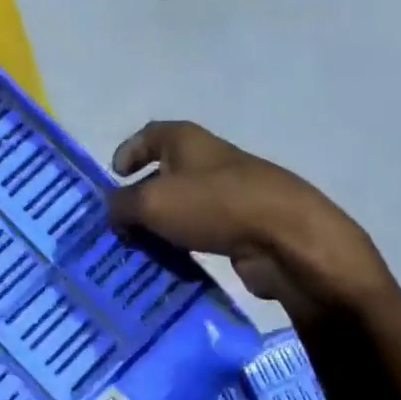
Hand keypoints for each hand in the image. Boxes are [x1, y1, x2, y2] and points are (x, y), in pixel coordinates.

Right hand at [109, 120, 390, 317]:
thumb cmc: (212, 205)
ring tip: (138, 250)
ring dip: (160, 226)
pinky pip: (201, 233)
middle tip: (118, 224)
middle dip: (140, 197)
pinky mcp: (242, 227)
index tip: (115, 176)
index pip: (150, 134)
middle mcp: (208, 161)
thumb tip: (115, 213)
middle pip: (165, 173)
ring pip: (183, 208)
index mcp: (187, 140)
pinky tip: (170, 265)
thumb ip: (121, 205)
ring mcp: (229, 194)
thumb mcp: (150, 202)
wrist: (285, 237)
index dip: (129, 151)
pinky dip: (183, 246)